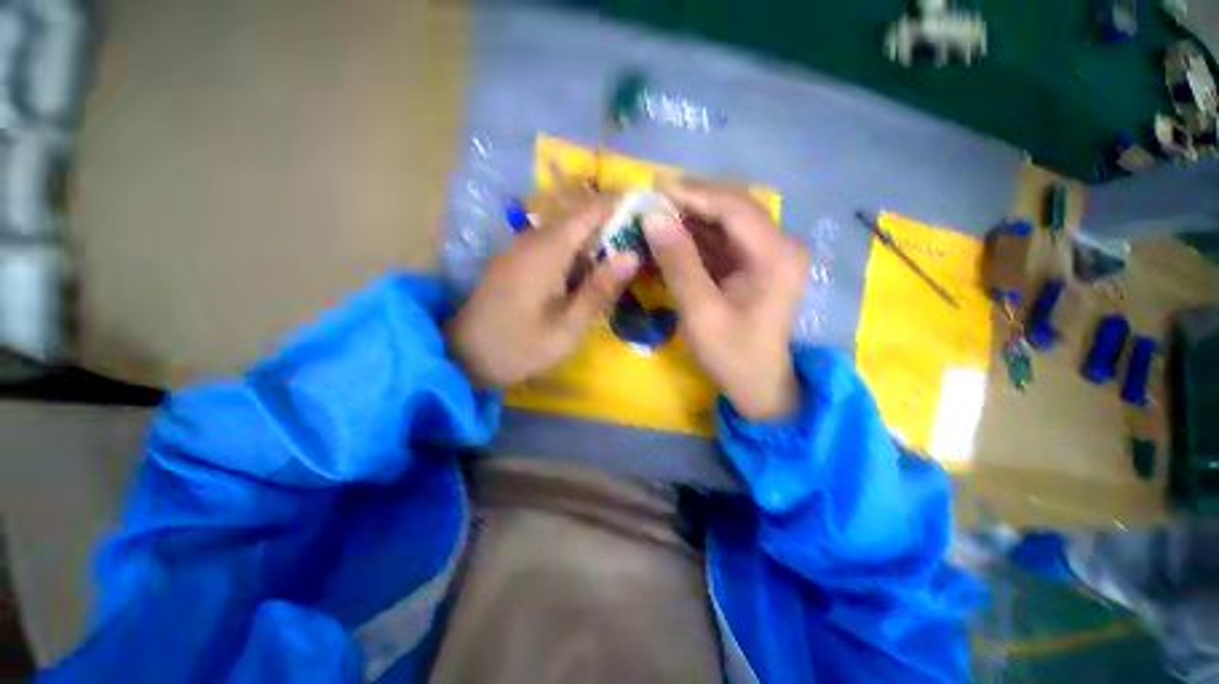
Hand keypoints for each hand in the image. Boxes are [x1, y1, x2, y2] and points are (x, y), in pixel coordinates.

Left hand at [447, 197, 639, 388]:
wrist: (464, 357)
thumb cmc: (519, 347)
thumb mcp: (566, 328)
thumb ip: (599, 291)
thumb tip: (632, 254)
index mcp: (546, 250)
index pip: (590, 210)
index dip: (622, 205)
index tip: (653, 213)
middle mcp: (533, 239)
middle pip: (580, 216)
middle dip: (615, 223)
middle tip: (647, 243)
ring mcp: (523, 248)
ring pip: (569, 230)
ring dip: (599, 239)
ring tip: (627, 259)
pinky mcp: (519, 260)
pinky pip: (556, 244)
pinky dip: (581, 253)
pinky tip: (593, 274)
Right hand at [644, 180, 809, 420]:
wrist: (757, 384)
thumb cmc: (731, 354)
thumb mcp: (700, 311)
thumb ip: (678, 262)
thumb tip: (652, 217)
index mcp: (776, 255)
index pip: (734, 207)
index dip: (693, 194)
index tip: (653, 191)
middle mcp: (779, 244)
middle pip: (731, 208)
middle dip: (689, 203)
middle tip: (650, 203)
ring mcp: (767, 254)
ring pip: (724, 222)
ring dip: (689, 220)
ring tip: (653, 219)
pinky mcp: (753, 264)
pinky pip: (721, 241)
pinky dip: (694, 239)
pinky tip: (669, 240)